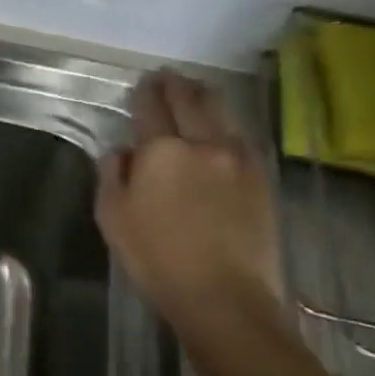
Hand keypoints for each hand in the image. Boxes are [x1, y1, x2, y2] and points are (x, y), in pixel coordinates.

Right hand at [96, 70, 281, 328]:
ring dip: (204, 97)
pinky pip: (241, 137)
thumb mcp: (113, 218)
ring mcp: (238, 158)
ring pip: (221, 112)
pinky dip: (225, 124)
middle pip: (191, 99)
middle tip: (167, 77)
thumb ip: (112, 175)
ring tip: (194, 93)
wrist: (225, 298)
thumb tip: (121, 151)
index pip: (151, 107)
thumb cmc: (157, 260)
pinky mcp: (261, 178)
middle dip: (176, 84)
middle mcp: (203, 143)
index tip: (142, 84)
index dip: (145, 92)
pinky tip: (220, 130)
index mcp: (161, 151)